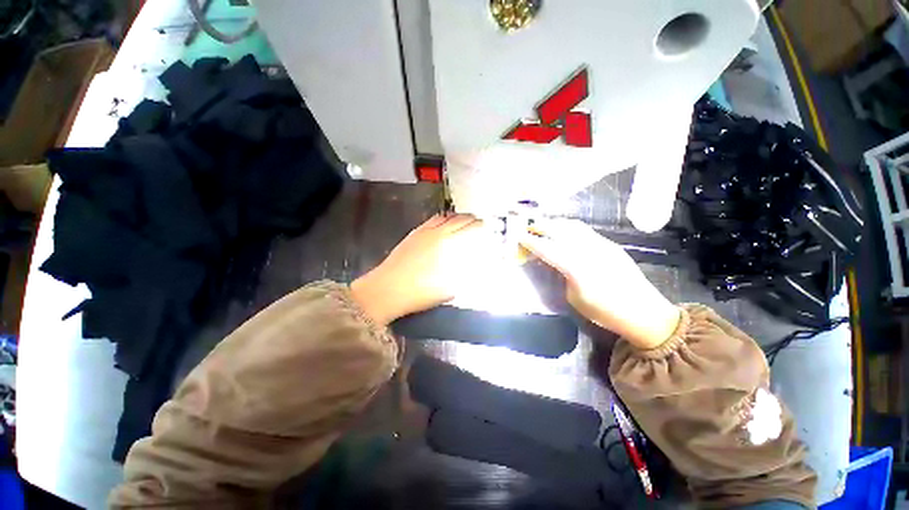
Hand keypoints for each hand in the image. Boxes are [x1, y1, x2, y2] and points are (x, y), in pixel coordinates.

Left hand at [351, 214, 492, 325]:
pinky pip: (432, 220)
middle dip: (471, 219)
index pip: (469, 229)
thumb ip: (464, 275)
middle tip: (478, 222)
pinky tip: (444, 223)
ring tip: (464, 220)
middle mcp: (437, 233)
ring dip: (457, 217)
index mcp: (448, 245)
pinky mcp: (413, 234)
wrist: (387, 289)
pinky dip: (443, 218)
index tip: (486, 227)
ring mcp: (424, 232)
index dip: (479, 226)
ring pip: (445, 217)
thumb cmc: (420, 292)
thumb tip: (474, 265)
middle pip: (458, 220)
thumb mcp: (448, 288)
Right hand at [519, 219, 680, 349]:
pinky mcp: (611, 245)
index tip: (519, 237)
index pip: (548, 249)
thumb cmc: (605, 312)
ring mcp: (602, 245)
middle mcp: (589, 252)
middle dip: (541, 226)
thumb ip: (562, 276)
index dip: (531, 242)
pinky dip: (569, 227)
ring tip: (544, 226)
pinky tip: (564, 232)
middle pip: (560, 231)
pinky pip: (585, 230)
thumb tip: (554, 263)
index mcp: (577, 269)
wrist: (644, 312)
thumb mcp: (575, 299)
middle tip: (529, 228)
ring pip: (573, 226)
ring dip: (555, 223)